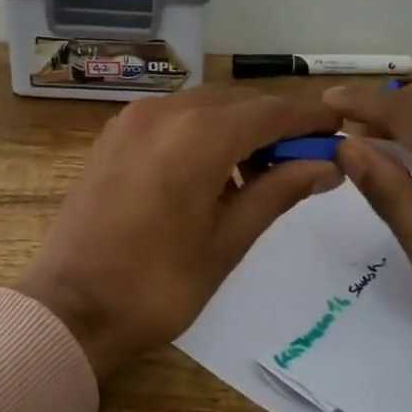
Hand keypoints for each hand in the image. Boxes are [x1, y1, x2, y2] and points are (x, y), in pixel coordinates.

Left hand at [17, 86, 344, 379]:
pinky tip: (213, 171)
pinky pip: (174, 117)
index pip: (270, 112)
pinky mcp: (115, 134)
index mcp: (198, 136)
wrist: (70, 309)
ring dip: (238, 128)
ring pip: (205, 106)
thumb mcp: (228, 241)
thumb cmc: (158, 284)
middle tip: (305, 158)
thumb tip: (326, 165)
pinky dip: (203, 131)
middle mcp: (165, 111)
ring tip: (260, 173)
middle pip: (237, 103)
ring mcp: (134, 119)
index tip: (341, 126)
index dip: (309, 117)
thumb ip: (279, 191)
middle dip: (275, 124)